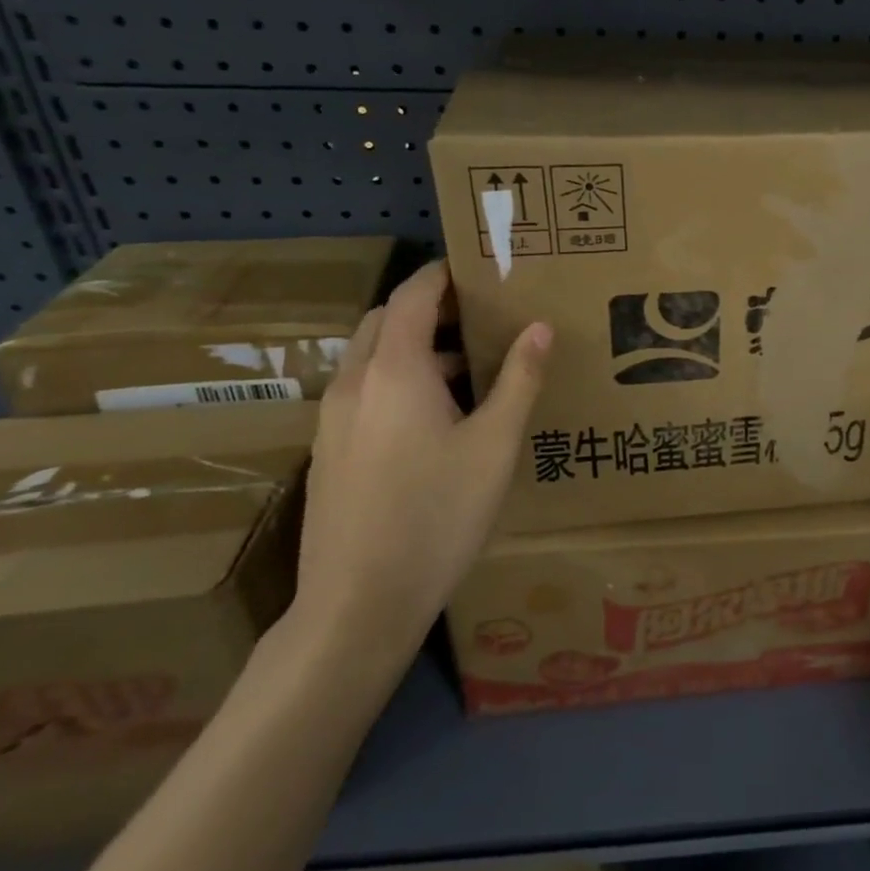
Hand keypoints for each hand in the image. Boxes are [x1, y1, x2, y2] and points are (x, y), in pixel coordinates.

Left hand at [290, 260, 550, 673]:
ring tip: (470, 369)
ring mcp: (333, 419)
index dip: (443, 274)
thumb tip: (540, 326)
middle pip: (384, 320)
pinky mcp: (329, 451)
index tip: (478, 266)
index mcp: (394, 370)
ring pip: (372, 358)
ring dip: (415, 347)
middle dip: (429, 308)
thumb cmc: (438, 515)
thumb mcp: (495, 445)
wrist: (357, 604)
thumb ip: (519, 379)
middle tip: (480, 317)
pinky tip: (437, 419)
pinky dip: (399, 380)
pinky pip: (365, 391)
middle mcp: (354, 383)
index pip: (412, 295)